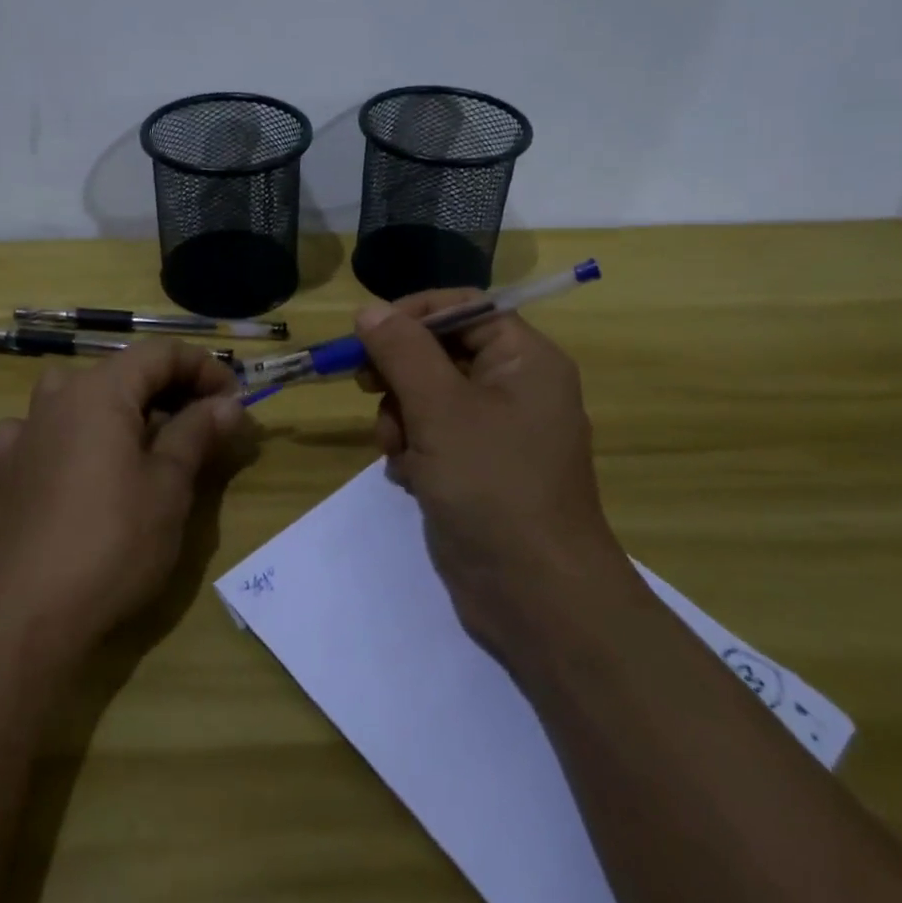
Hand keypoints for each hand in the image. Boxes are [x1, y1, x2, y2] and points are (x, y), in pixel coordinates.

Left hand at [0, 341, 253, 646]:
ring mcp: (26, 434)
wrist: (26, 615)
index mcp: (100, 390)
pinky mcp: (7, 472)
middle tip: (207, 424)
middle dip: (170, 389)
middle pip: (122, 372)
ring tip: (146, 439)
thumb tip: (227, 404)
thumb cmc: (112, 541)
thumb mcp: (170, 485)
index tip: (234, 400)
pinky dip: (67, 435)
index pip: (160, 354)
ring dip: (119, 407)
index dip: (203, 368)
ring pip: (79, 396)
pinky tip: (75, 461)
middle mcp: (58, 399)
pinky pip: (41, 432)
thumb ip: (197, 433)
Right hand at [354, 291, 627, 650]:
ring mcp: (496, 431)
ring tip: (397, 451)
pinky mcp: (477, 468)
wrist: (535, 596)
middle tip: (366, 387)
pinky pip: (432, 436)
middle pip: (440, 351)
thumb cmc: (493, 486)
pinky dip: (412, 449)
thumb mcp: (440, 408)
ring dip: (400, 417)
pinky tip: (409, 477)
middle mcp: (514, 387)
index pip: (463, 307)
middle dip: (399, 374)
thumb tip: (367, 309)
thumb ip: (402, 351)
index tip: (366, 333)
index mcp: (524, 359)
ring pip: (428, 396)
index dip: (413, 314)